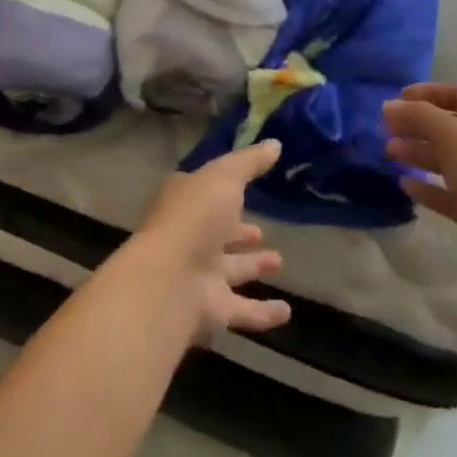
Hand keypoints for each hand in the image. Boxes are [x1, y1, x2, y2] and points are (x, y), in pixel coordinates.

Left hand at [127, 142, 290, 343]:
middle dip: (238, 231)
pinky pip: (243, 310)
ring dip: (252, 266)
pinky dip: (264, 312)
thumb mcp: (224, 177)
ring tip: (278, 261)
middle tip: (262, 231)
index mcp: (184, 201)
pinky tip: (286, 312)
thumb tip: (275, 143)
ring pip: (230, 269)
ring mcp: (199, 274)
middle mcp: (189, 236)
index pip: (205, 192)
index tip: (249, 187)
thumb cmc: (194, 217)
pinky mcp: (212, 309)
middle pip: (217, 232)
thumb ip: (249, 162)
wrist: (169, 281)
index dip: (225, 189)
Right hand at [384, 84, 456, 312]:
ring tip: (389, 153)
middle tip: (385, 129)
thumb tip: (389, 105)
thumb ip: (420, 117)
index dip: (426, 94)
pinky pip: (452, 194)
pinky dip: (430, 188)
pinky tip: (406, 185)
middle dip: (418, 125)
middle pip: (451, 126)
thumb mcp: (456, 139)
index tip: (395, 101)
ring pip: (450, 160)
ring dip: (420, 153)